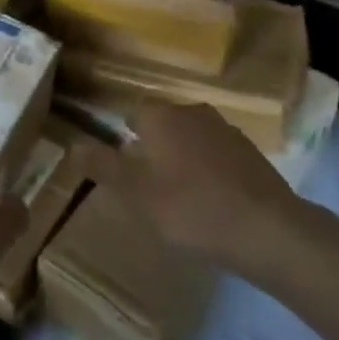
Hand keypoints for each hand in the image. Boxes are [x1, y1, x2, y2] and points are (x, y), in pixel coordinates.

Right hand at [80, 101, 299, 269]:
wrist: (266, 228)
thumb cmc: (191, 208)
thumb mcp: (136, 193)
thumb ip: (103, 167)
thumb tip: (71, 145)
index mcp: (161, 116)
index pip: (133, 113)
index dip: (125, 139)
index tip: (124, 168)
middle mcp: (192, 110)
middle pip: (163, 124)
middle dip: (154, 148)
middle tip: (149, 187)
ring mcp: (225, 129)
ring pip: (192, 138)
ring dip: (183, 158)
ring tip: (181, 197)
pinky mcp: (250, 151)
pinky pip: (217, 154)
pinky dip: (210, 170)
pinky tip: (213, 201)